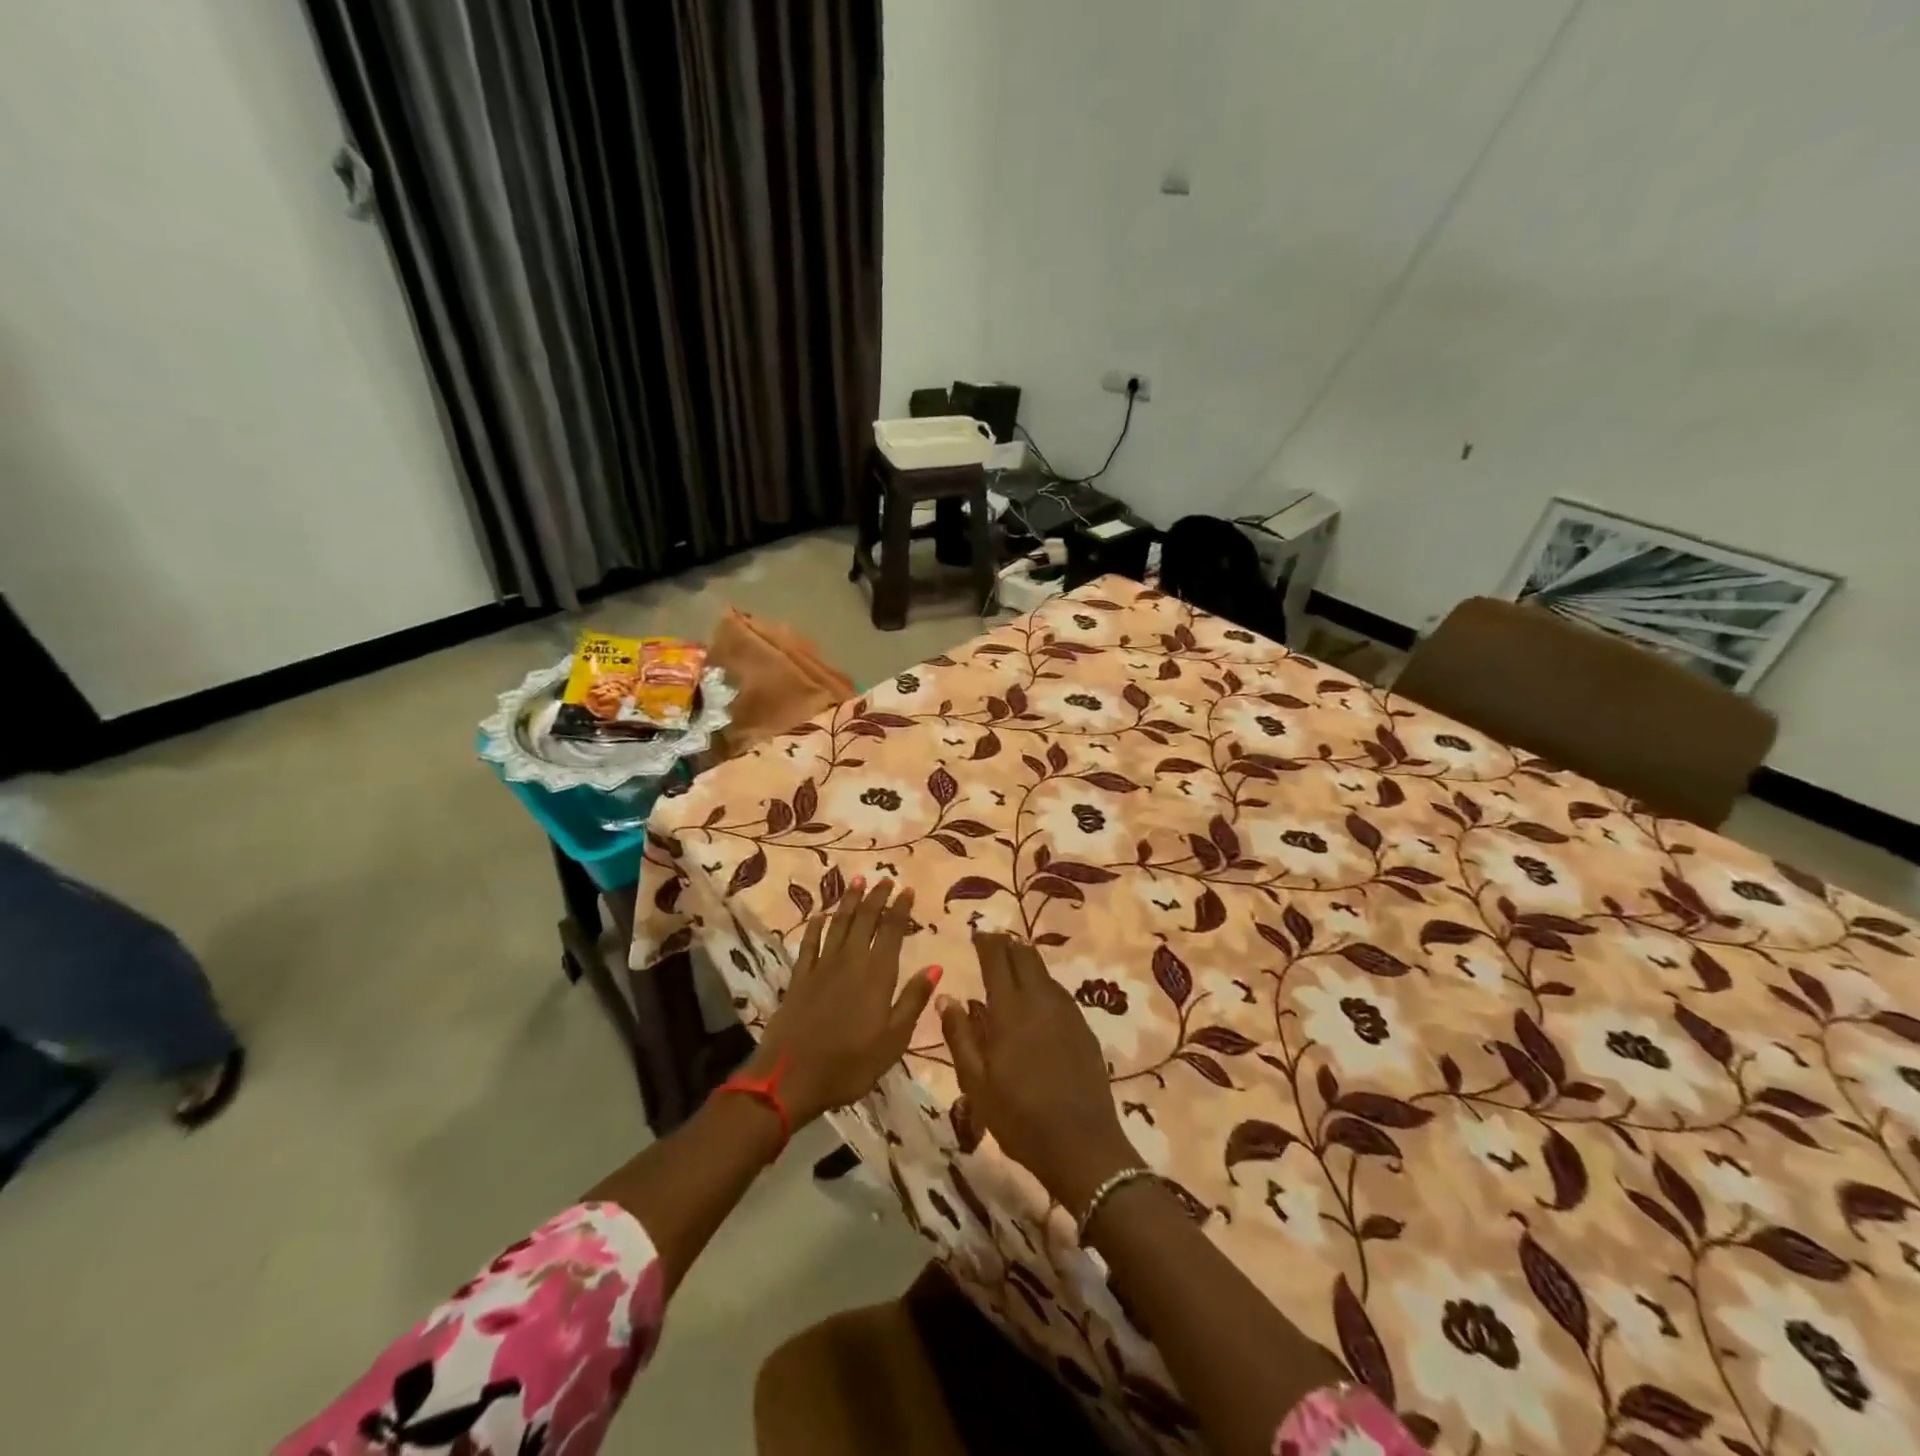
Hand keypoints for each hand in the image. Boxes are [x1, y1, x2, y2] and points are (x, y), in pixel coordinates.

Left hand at [748, 879, 938, 1127]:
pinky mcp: (799, 978)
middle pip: (865, 920)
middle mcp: (850, 961)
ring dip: (849, 902)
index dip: (900, 908)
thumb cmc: (850, 1065)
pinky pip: (809, 944)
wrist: (790, 1079)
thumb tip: (935, 966)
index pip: (891, 931)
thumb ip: (913, 1000)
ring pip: (838, 925)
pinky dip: (815, 927)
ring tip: (857, 881)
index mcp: (877, 974)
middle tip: (884, 879)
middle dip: (876, 897)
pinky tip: (819, 916)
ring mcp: (821, 967)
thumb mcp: (893, 1040)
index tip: (907, 889)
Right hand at [939, 932, 1137, 1214]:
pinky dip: (1044, 983)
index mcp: (1009, 1011)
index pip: (997, 960)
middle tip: (994, 943)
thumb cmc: (1019, 1118)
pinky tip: (1038, 998)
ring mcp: (1066, 1013)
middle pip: (1025, 957)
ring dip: (1028, 962)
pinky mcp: (1084, 1029)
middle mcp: (1040, 1001)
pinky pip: (1059, 993)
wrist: (1082, 1145)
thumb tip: (946, 996)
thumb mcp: (975, 1082)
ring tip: (1014, 963)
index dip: (986, 942)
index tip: (977, 933)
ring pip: (1045, 973)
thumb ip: (960, 1035)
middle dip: (1008, 945)